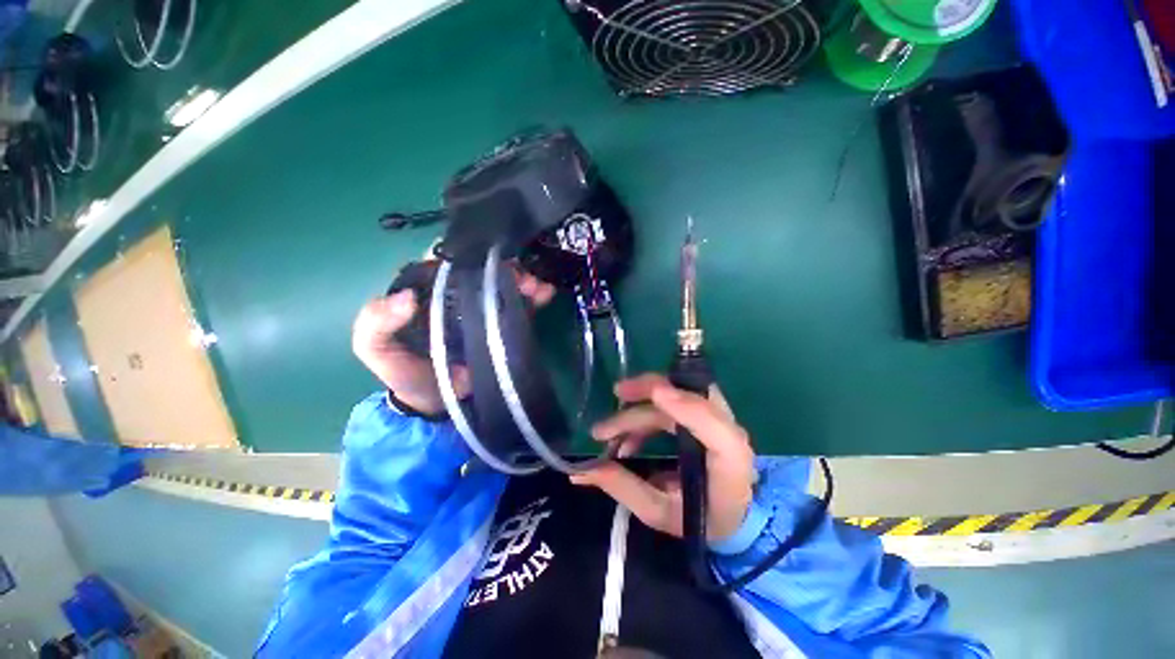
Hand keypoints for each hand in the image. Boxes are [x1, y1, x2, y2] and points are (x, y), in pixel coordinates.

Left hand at [352, 264, 555, 414]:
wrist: (437, 403)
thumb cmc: (405, 371)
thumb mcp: (374, 348)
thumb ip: (376, 323)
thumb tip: (406, 298)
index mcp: (427, 290)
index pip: (446, 261)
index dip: (466, 256)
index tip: (484, 260)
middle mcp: (458, 293)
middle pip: (483, 270)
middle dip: (503, 266)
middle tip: (518, 276)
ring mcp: (484, 308)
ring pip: (505, 284)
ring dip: (522, 279)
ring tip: (534, 285)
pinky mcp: (503, 323)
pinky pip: (521, 305)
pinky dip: (535, 296)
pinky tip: (546, 293)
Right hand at [571, 373, 755, 541]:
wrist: (732, 514)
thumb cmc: (700, 520)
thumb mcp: (659, 512)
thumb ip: (624, 488)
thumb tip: (582, 470)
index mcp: (730, 462)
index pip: (715, 426)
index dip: (686, 406)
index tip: (655, 393)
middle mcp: (728, 432)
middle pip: (690, 395)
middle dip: (649, 390)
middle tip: (614, 396)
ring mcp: (718, 419)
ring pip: (677, 393)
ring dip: (640, 403)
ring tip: (607, 431)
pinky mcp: (704, 414)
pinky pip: (673, 400)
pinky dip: (645, 412)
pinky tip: (626, 439)